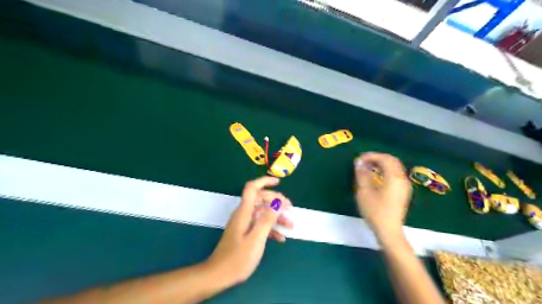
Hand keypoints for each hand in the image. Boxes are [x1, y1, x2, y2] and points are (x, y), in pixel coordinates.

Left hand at [205, 176, 294, 287]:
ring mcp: (244, 224)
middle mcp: (243, 214)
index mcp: (244, 212)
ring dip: (276, 216)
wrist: (218, 275)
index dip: (264, 181)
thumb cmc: (237, 258)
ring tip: (290, 224)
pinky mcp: (244, 233)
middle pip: (260, 199)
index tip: (279, 182)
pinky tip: (281, 237)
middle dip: (276, 201)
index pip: (252, 188)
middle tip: (290, 207)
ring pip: (262, 213)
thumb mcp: (256, 239)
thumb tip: (278, 202)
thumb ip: (267, 219)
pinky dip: (270, 228)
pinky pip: (259, 225)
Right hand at [356, 153, 411, 240]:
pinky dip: (385, 170)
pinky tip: (375, 176)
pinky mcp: (403, 191)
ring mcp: (404, 186)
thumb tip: (359, 163)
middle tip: (363, 161)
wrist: (389, 231)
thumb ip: (362, 175)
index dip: (371, 156)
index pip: (385, 159)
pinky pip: (395, 174)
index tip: (359, 159)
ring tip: (367, 167)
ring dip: (381, 164)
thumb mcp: (364, 192)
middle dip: (377, 158)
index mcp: (394, 178)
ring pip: (394, 167)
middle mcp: (402, 179)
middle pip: (392, 161)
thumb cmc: (375, 211)